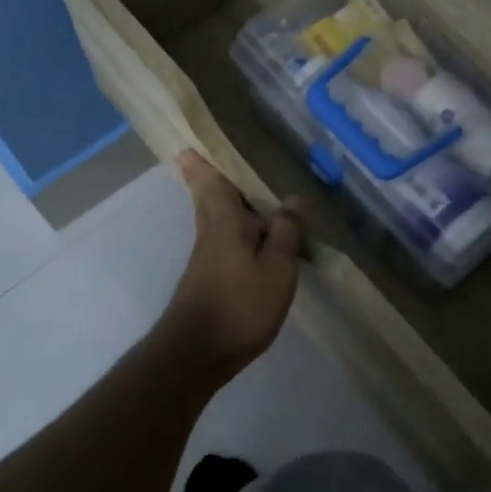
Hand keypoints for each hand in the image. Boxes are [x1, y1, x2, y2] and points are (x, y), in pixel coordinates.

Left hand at [155, 150, 305, 377]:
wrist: (196, 354)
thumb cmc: (239, 304)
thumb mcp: (276, 267)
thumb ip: (287, 231)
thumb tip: (294, 198)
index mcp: (224, 219)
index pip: (208, 178)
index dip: (201, 158)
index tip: (196, 137)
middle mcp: (211, 231)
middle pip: (210, 195)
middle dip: (215, 175)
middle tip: (233, 155)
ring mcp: (208, 256)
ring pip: (220, 217)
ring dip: (234, 202)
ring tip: (261, 190)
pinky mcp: (211, 277)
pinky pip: (228, 239)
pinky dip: (242, 229)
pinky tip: (262, 237)